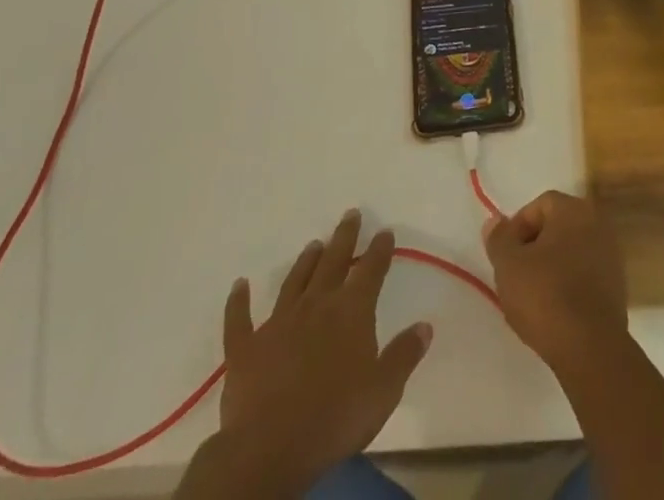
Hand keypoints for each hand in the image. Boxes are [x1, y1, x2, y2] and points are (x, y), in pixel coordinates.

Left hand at [212, 210, 432, 495]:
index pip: (371, 270)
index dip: (380, 249)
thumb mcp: (384, 390)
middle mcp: (317, 305)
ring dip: (305, 262)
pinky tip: (239, 285)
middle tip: (349, 214)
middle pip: (333, 262)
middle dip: (344, 237)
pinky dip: (239, 301)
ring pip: (295, 282)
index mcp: (351, 311)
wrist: (269, 448)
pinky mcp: (246, 349)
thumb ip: (404, 355)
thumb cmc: (334, 418)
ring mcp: (278, 323)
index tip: (385, 231)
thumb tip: (425, 326)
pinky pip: (240, 320)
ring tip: (314, 244)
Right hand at [483, 190, 627, 375]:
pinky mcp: (617, 285)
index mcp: (574, 210)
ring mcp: (611, 254)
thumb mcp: (508, 265)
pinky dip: (568, 284)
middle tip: (516, 275)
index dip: (518, 227)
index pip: (540, 205)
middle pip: (557, 226)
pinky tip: (555, 310)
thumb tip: (495, 220)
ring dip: (551, 266)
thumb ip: (499, 238)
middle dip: (533, 246)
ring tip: (532, 297)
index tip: (505, 256)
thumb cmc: (545, 296)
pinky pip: (584, 274)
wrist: (590, 347)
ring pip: (571, 251)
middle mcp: (597, 223)